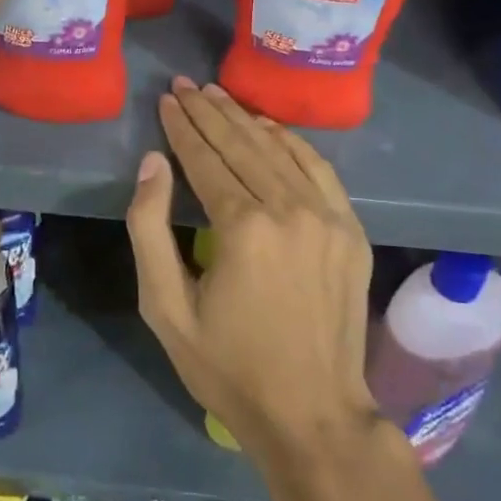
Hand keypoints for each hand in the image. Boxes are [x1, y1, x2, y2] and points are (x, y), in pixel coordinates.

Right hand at [126, 78, 381, 468]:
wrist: (313, 415)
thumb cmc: (228, 367)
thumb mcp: (166, 308)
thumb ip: (149, 229)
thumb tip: (152, 163)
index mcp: (242, 227)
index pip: (205, 158)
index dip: (182, 126)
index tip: (167, 99)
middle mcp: (289, 209)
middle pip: (242, 144)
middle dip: (209, 111)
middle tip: (186, 84)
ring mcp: (327, 217)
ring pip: (279, 149)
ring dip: (245, 118)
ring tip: (218, 96)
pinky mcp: (351, 230)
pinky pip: (319, 169)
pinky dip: (292, 142)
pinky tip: (270, 127)